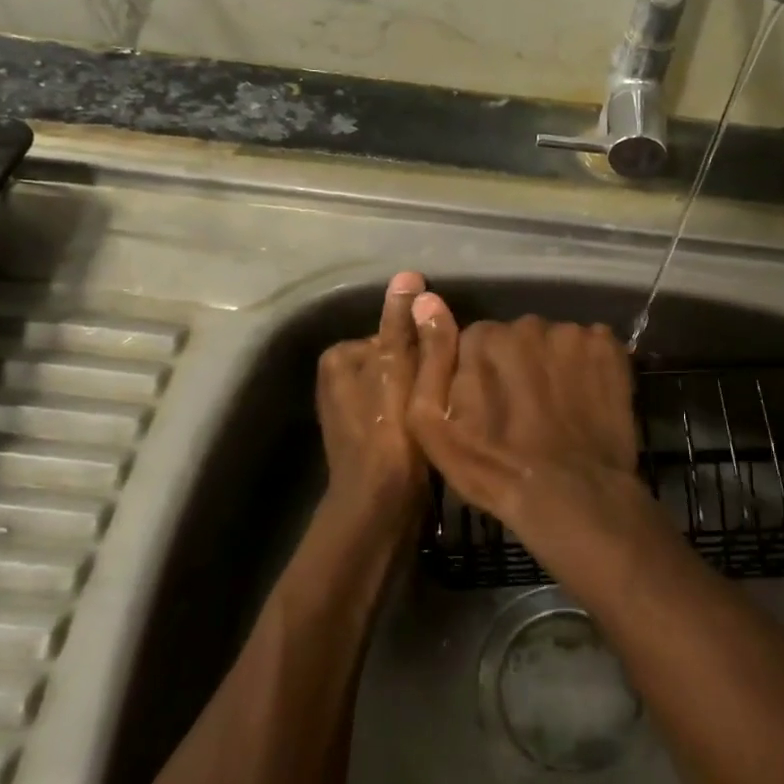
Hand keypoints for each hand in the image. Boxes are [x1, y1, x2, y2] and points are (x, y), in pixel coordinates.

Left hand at [315, 271, 427, 531]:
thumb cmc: (392, 434)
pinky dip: (416, 414)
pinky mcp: (365, 437)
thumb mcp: (402, 370)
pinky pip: (398, 409)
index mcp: (340, 357)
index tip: (444, 367)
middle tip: (446, 393)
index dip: (426, 348)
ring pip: (401, 385)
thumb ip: (406, 325)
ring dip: (423, 393)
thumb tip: (407, 276)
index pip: (395, 333)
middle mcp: (337, 380)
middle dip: (424, 371)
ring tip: (443, 411)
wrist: (381, 507)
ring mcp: (350, 411)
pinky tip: (432, 429)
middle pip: (399, 359)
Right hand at [406, 299, 646, 542]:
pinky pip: (590, 347)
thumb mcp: (434, 425)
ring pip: (554, 343)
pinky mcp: (610, 349)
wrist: (573, 497)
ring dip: (552, 366)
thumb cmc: (494, 468)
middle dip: (518, 365)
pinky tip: (584, 400)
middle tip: (523, 410)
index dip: (481, 375)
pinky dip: (587, 367)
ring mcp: (574, 335)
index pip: (476, 342)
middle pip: (517, 338)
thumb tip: (425, 300)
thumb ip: (429, 358)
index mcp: (484, 338)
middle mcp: (528, 324)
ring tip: (556, 408)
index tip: (489, 407)